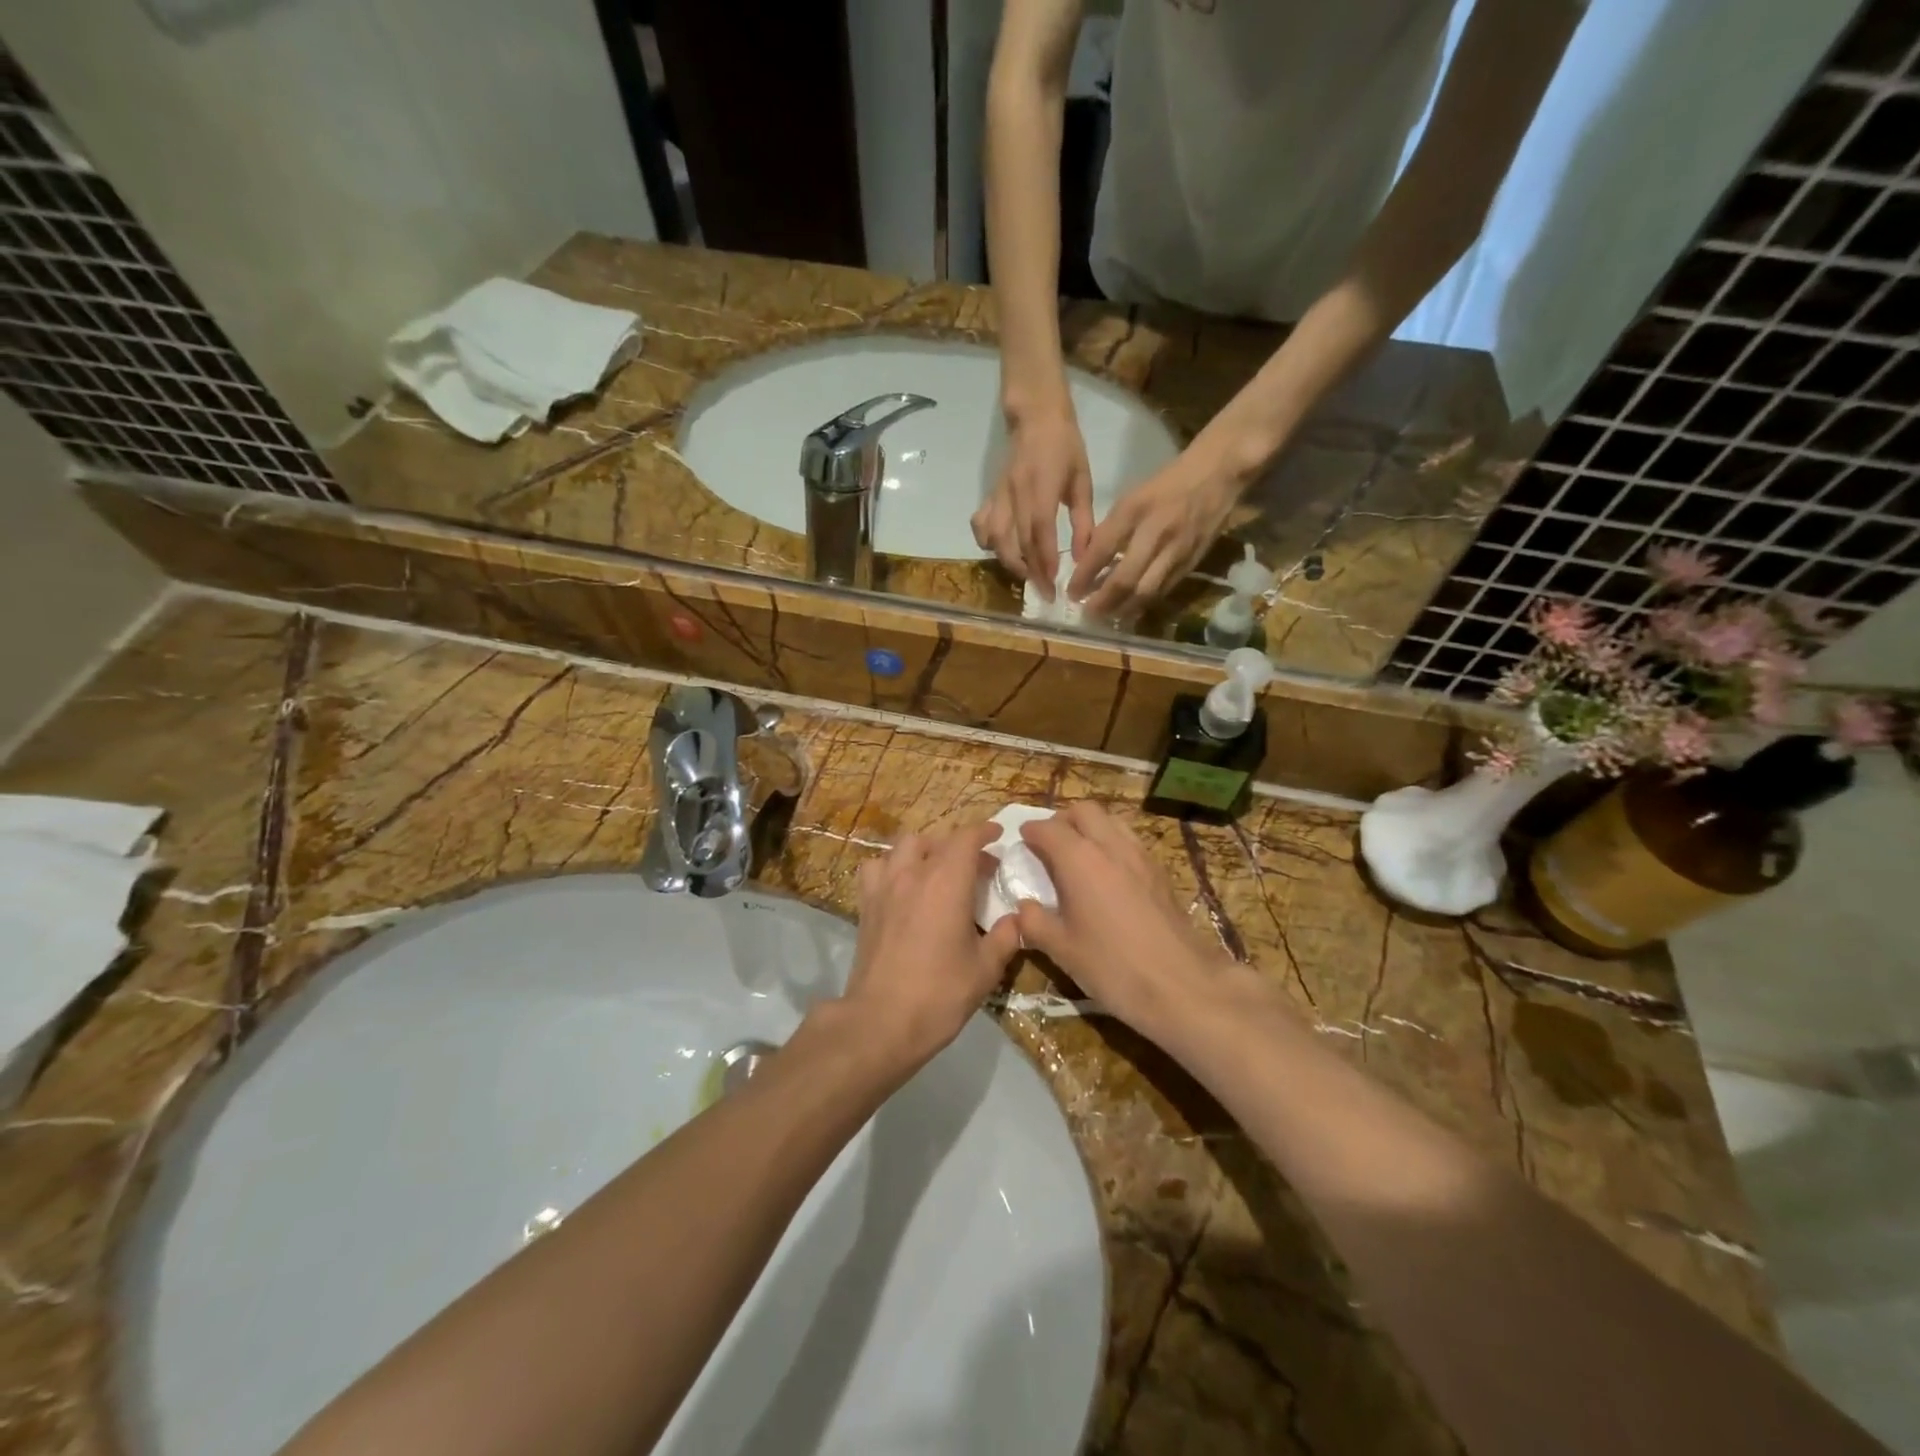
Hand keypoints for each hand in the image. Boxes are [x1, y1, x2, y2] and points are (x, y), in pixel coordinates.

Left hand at [843, 821, 1022, 1064]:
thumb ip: (1006, 937)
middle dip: (958, 845)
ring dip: (924, 850)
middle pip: (936, 839)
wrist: (882, 1021)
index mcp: (947, 882)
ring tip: (936, 870)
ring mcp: (884, 886)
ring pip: (903, 846)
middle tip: (975, 867)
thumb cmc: (940, 993)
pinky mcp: (865, 904)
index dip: (984, 831)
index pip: (966, 837)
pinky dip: (891, 866)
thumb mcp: (986, 969)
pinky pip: (876, 867)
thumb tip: (1016, 919)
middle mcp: (913, 874)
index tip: (997, 836)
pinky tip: (901, 886)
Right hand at [971, 407, 1093, 599]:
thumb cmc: (1066, 447)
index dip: (1044, 562)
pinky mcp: (991, 495)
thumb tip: (1082, 559)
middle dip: (1029, 572)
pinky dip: (987, 543)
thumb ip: (1084, 522)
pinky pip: (981, 525)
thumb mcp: (1083, 482)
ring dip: (1009, 562)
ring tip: (1026, 576)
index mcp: (1041, 488)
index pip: (1039, 532)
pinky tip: (1000, 551)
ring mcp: (999, 496)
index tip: (1053, 586)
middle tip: (1043, 592)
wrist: (1036, 416)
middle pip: (1016, 542)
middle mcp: (1015, 494)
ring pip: (994, 538)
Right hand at [1014, 803, 1236, 1036]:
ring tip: (1079, 856)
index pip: (1049, 828)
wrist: (1180, 984)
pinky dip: (1113, 844)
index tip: (1022, 840)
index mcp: (1079, 859)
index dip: (1031, 831)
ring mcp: (1140, 856)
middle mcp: (1110, 846)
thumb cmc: (1112, 966)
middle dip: (1063, 820)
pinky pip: (1130, 841)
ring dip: (1091, 828)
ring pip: (1111, 821)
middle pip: (1084, 811)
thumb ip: (1035, 922)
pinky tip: (1108, 875)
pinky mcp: (1160, 872)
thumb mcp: (1061, 949)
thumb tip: (1024, 907)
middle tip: (1050, 844)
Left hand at [1070, 453, 1241, 620]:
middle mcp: (1155, 532)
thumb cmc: (1167, 483)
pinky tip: (1131, 610)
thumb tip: (1090, 562)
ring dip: (1123, 609)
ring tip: (1106, 618)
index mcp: (1134, 510)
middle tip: (1087, 613)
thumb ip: (1112, 529)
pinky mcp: (1191, 562)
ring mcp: (1176, 550)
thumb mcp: (1132, 497)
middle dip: (1102, 602)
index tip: (1071, 592)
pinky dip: (1144, 603)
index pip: (1102, 551)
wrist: (1218, 473)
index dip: (1084, 576)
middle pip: (1124, 579)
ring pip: (1145, 592)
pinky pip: (1164, 590)